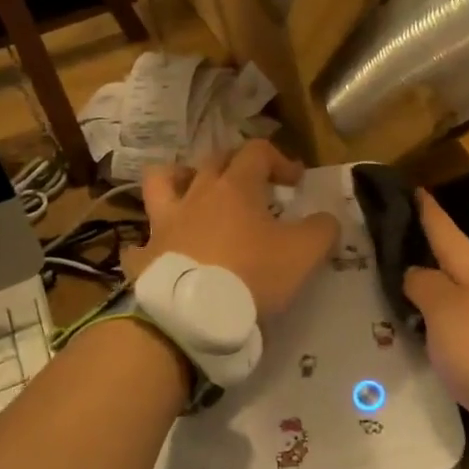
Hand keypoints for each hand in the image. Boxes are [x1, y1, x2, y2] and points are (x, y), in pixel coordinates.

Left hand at [132, 141, 338, 316]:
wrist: (193, 317)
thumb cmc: (252, 275)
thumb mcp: (304, 253)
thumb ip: (322, 230)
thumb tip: (326, 219)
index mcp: (235, 187)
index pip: (257, 151)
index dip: (280, 159)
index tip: (295, 182)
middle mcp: (196, 195)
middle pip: (213, 160)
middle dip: (236, 164)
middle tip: (253, 186)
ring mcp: (164, 224)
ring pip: (162, 182)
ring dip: (179, 180)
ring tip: (193, 194)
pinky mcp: (145, 256)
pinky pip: (141, 243)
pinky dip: (151, 245)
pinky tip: (163, 255)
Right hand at [403, 190, 468, 455]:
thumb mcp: (447, 309)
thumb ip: (425, 286)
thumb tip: (413, 271)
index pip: (446, 233)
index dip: (428, 211)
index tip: (413, 188)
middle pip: (449, 267)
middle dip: (421, 253)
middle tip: (384, 244)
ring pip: (449, 303)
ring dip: (424, 295)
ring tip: (389, 290)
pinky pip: (453, 337)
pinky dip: (432, 331)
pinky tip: (413, 338)